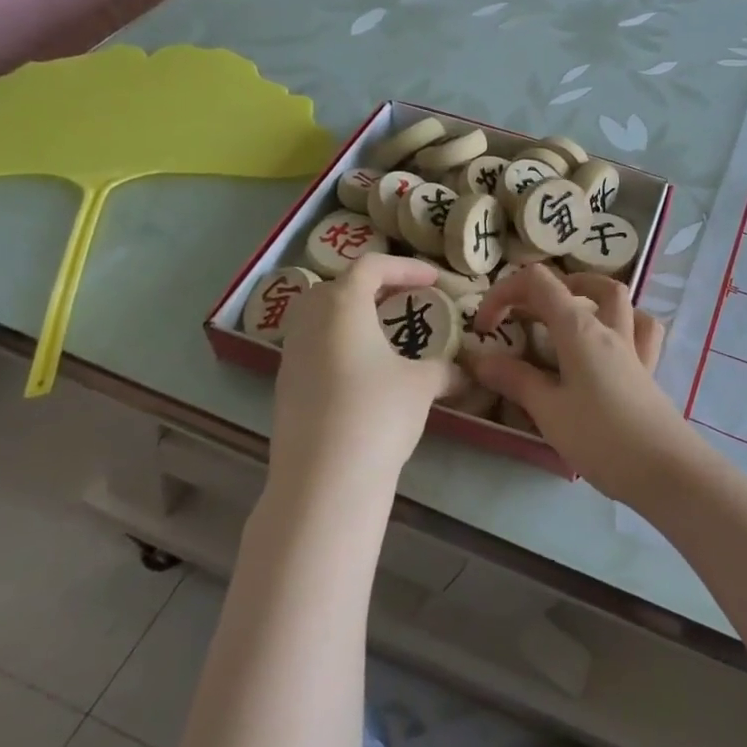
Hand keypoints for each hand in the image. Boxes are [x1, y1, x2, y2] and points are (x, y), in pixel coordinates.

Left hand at [271, 256, 453, 496]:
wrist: (324, 479)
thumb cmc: (377, 413)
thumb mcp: (422, 386)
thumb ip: (443, 370)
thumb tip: (462, 373)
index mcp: (343, 305)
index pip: (371, 266)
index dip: (405, 267)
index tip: (433, 280)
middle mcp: (310, 321)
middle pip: (337, 287)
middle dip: (372, 288)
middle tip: (402, 301)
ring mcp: (291, 355)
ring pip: (320, 318)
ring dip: (351, 318)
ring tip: (383, 337)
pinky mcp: (284, 387)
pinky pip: (313, 349)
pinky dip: (339, 347)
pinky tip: (363, 375)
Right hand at [465, 266, 700, 503]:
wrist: (665, 469)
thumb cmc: (601, 437)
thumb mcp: (548, 410)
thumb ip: (515, 379)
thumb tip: (480, 359)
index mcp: (579, 329)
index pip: (538, 283)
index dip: (505, 292)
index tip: (485, 327)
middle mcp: (609, 327)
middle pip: (577, 284)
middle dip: (542, 289)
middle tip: (519, 317)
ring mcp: (633, 346)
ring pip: (617, 298)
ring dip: (588, 293)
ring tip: (565, 313)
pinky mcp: (648, 368)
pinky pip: (640, 328)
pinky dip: (623, 322)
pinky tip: (610, 340)